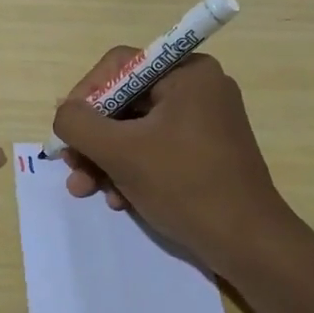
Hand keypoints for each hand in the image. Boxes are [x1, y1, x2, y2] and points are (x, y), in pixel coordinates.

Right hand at [51, 47, 295, 271]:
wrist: (249, 246)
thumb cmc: (186, 186)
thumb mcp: (121, 152)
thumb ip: (79, 124)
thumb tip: (64, 112)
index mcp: (187, 72)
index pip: (119, 66)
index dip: (85, 95)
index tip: (67, 130)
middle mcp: (198, 87)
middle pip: (125, 100)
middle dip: (94, 138)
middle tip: (71, 166)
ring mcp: (204, 120)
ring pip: (136, 128)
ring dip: (106, 159)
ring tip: (86, 190)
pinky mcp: (205, 151)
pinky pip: (155, 147)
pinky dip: (131, 169)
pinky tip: (117, 199)